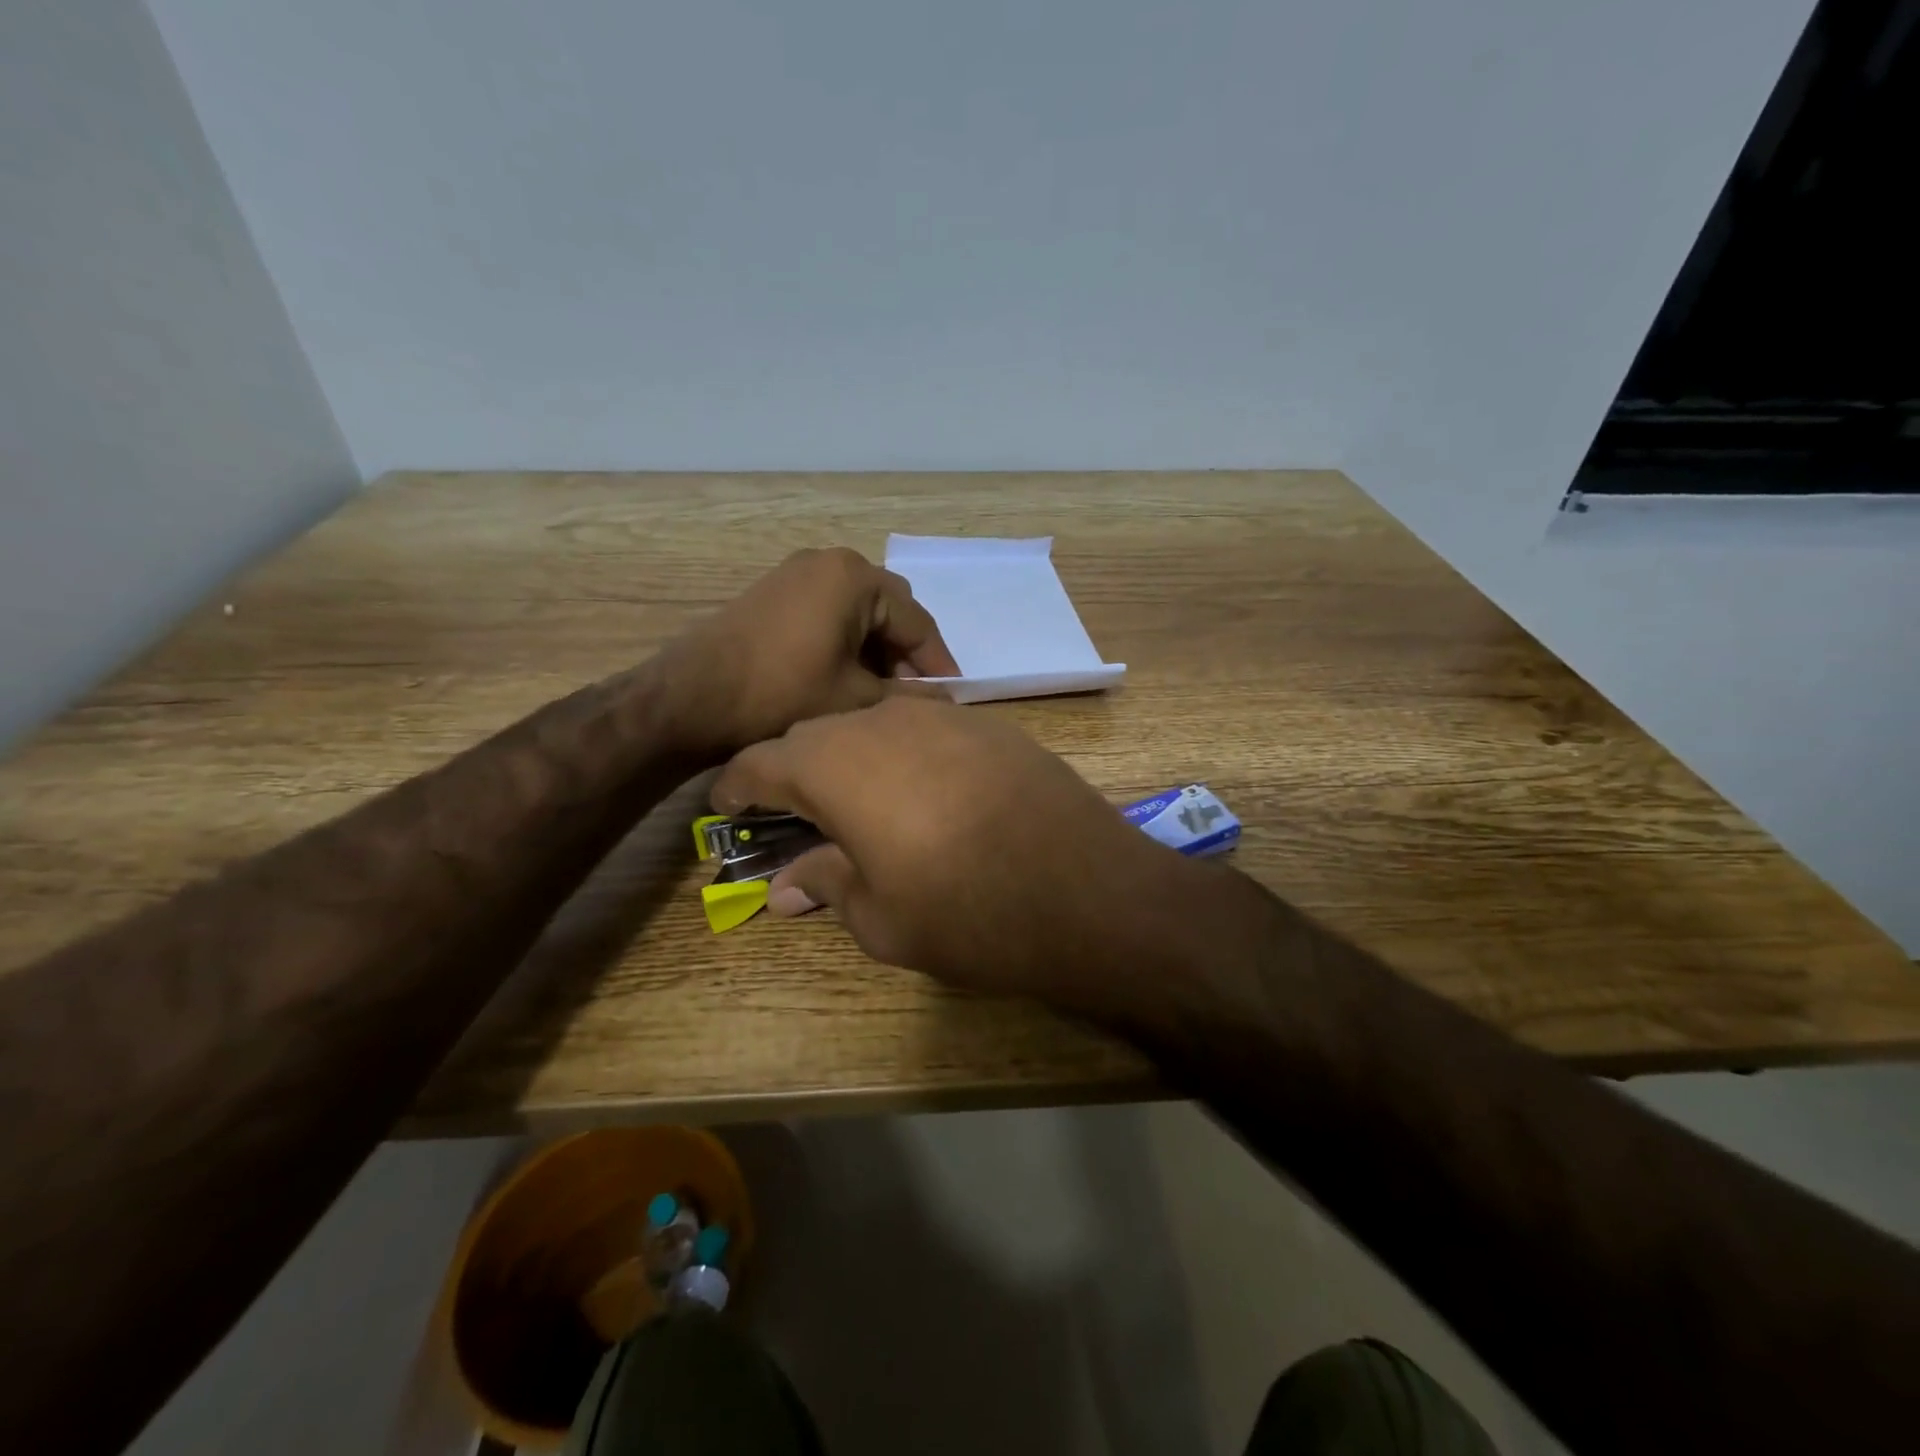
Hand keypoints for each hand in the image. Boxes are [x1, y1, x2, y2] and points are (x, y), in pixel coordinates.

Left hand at [663, 548, 959, 756]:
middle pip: (890, 609)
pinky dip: (848, 640)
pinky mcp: (776, 592)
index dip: (938, 663)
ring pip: (860, 611)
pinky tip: (850, 676)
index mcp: (856, 578)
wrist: (691, 699)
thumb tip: (943, 700)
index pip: (916, 621)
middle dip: (907, 652)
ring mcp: (797, 572)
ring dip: (878, 648)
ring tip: (884, 692)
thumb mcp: (856, 700)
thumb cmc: (783, 694)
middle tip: (917, 695)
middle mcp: (830, 561)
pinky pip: (830, 611)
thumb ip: (907, 696)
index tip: (954, 697)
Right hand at [710, 697, 1203, 1006]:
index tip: (727, 807)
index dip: (737, 785)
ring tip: (861, 801)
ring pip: (873, 724)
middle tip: (796, 813)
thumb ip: (827, 884)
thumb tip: (784, 888)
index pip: (761, 761)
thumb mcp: (880, 917)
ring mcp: (943, 716)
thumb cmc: (966, 914)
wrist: (1087, 892)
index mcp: (836, 764)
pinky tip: (926, 792)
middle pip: (816, 734)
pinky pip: (926, 728)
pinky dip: (906, 754)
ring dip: (853, 757)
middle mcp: (883, 722)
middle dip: (795, 769)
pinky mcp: (991, 725)